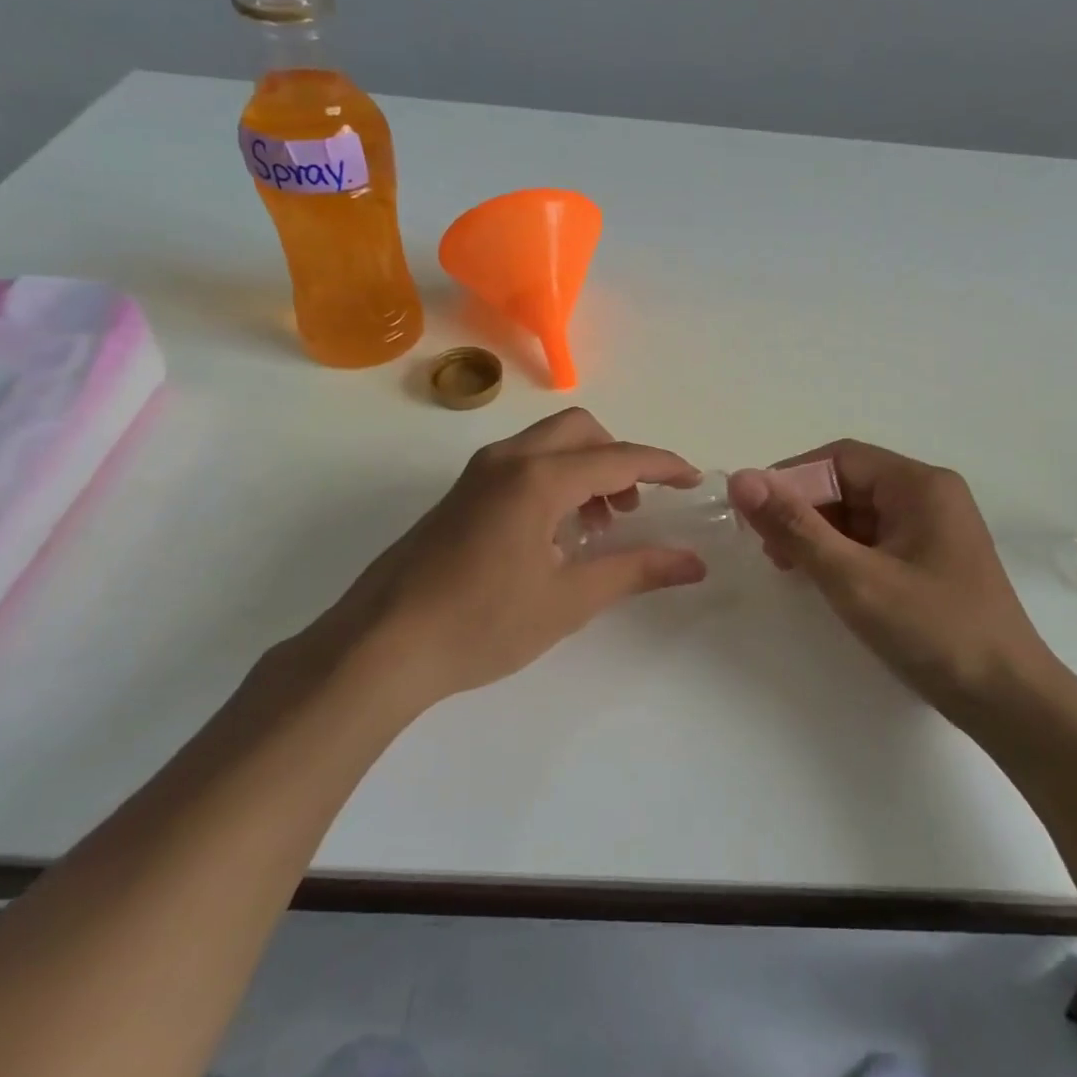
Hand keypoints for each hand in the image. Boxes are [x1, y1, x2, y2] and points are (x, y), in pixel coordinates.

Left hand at [294, 409, 706, 710]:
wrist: (382, 645)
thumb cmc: (482, 624)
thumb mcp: (569, 600)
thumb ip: (635, 570)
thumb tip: (693, 563)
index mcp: (538, 478)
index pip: (618, 458)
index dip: (663, 466)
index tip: (694, 480)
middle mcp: (508, 460)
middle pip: (581, 431)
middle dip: (619, 458)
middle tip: (636, 507)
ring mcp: (478, 474)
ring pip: (548, 444)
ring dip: (586, 469)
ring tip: (599, 527)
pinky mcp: (460, 493)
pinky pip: (522, 464)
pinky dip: (555, 479)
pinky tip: (556, 534)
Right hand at [728, 441, 1052, 716]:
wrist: (1009, 701)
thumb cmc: (934, 631)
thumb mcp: (854, 578)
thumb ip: (795, 527)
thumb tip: (741, 479)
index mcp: (920, 485)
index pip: (840, 459)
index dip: (791, 479)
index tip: (753, 512)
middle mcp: (929, 496)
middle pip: (849, 483)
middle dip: (803, 509)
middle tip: (767, 547)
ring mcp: (933, 529)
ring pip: (859, 513)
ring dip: (819, 532)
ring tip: (787, 566)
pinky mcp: (931, 560)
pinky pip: (875, 540)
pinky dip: (842, 552)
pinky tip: (821, 577)